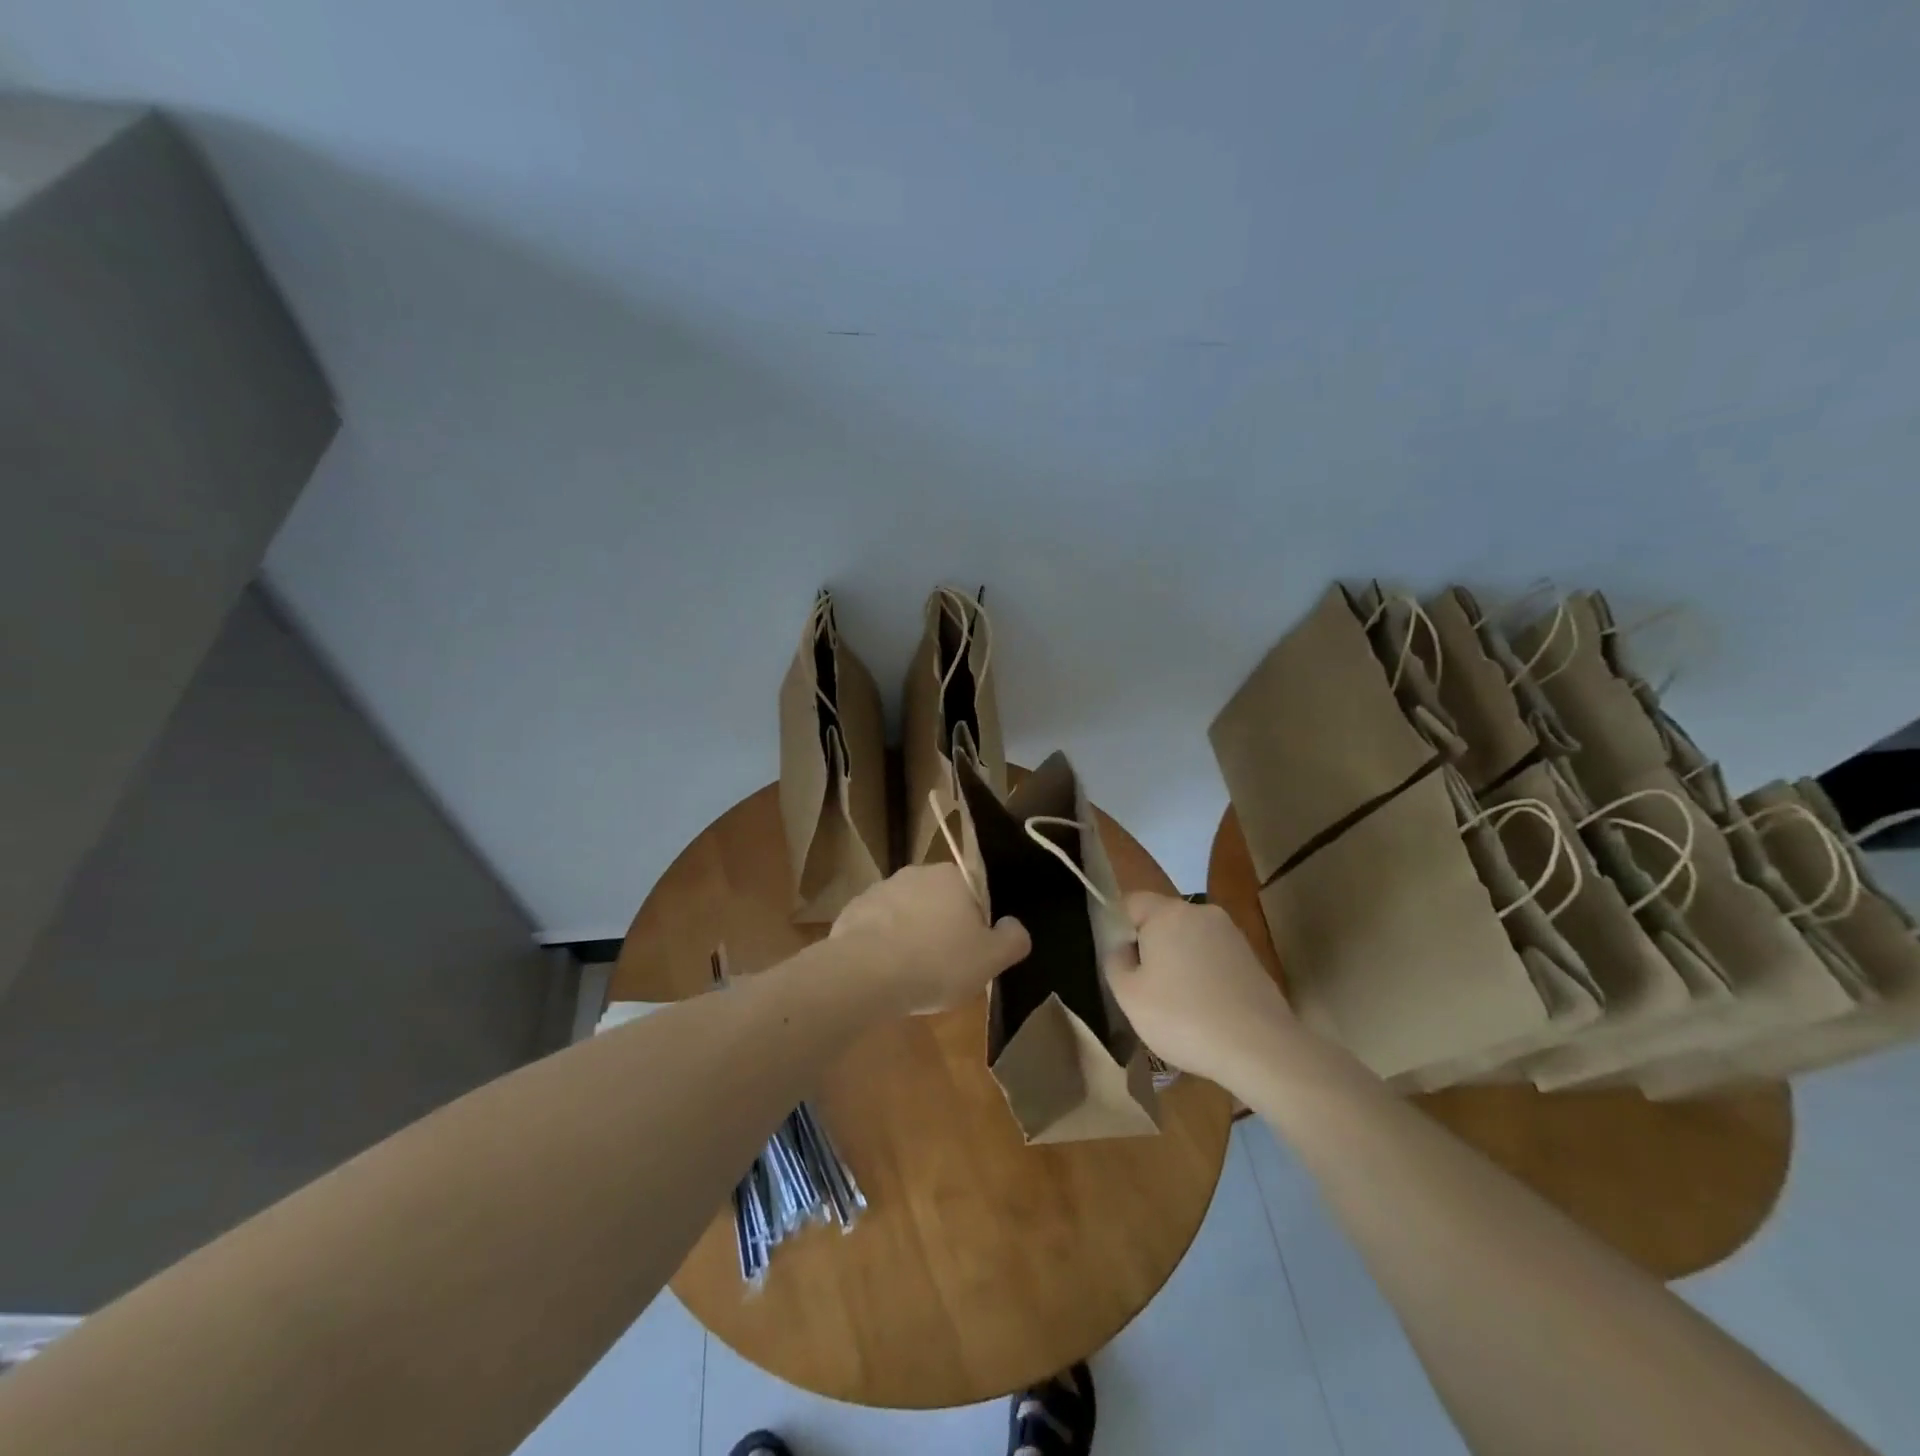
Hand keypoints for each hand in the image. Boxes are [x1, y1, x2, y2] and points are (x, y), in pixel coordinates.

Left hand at [831, 864, 1030, 1014]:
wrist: (864, 972)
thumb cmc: (936, 963)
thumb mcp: (990, 960)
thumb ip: (1012, 939)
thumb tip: (1014, 925)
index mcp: (953, 877)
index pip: (975, 892)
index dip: (977, 923)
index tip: (972, 952)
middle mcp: (917, 873)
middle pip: (940, 901)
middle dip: (943, 928)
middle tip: (945, 966)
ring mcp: (881, 889)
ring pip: (907, 913)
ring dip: (912, 935)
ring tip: (912, 974)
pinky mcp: (853, 909)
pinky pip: (878, 927)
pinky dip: (883, 944)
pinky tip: (884, 973)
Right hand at [1105, 892, 1294, 1088]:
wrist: (1260, 1049)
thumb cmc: (1183, 1017)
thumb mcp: (1129, 995)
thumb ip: (1115, 961)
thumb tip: (1123, 948)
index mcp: (1167, 912)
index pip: (1131, 902)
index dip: (1118, 928)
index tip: (1119, 963)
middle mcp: (1201, 912)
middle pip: (1162, 920)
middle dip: (1149, 947)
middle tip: (1144, 988)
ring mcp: (1231, 934)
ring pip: (1189, 940)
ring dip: (1178, 962)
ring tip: (1176, 1005)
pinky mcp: (1252, 958)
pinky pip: (1213, 957)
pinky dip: (1203, 976)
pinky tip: (1205, 1010)